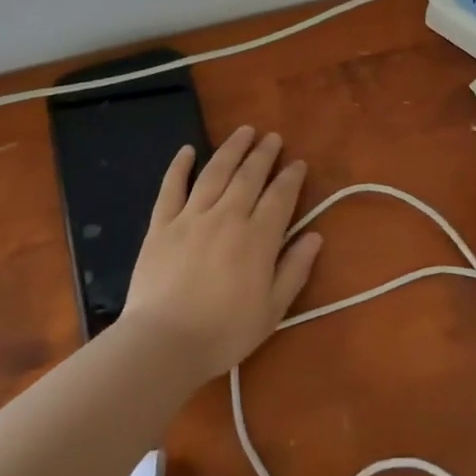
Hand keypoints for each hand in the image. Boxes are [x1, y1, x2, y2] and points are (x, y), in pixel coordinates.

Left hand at [119, 125, 321, 381]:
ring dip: (231, 149)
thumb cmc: (223, 333)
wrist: (162, 344)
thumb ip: (294, 270)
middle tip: (273, 137)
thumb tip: (314, 236)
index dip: (291, 177)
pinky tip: (188, 150)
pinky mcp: (161, 225)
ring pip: (215, 173)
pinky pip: (171, 188)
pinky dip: (179, 167)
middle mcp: (227, 217)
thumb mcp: (272, 310)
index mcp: (257, 238)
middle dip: (264, 154)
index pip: (280, 197)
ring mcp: (191, 217)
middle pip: (249, 176)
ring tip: (243, 131)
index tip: (298, 163)